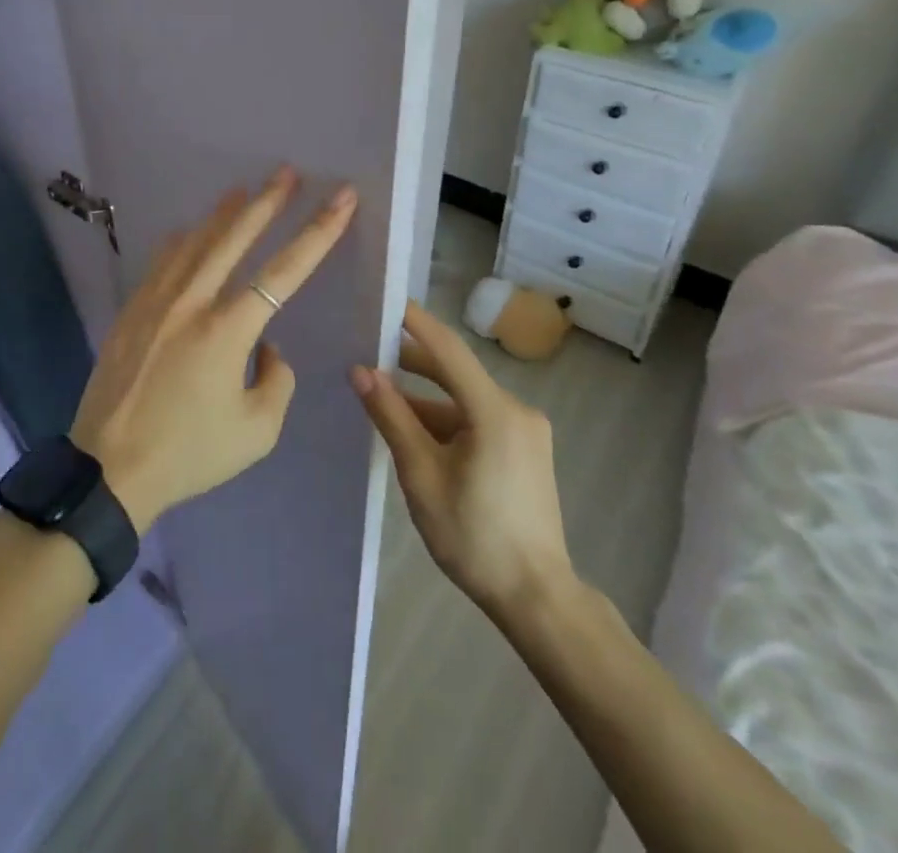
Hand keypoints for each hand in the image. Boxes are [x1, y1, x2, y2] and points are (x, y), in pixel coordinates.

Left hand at [71, 168, 357, 531]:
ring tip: (242, 190)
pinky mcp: (131, 310)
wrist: (110, 467)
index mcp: (227, 331)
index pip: (284, 271)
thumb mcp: (256, 431)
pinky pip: (162, 262)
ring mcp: (156, 302)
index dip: (318, 232)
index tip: (340, 199)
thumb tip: (266, 346)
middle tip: (287, 172)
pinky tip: (188, 232)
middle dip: (266, 202)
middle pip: (234, 238)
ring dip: (222, 214)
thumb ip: (275, 380)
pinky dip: (181, 242)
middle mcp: (192, 303)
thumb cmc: (189, 453)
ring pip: (195, 242)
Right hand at [351, 301, 575, 619]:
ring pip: (465, 399)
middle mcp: (516, 410)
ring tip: (382, 398)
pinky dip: (446, 419)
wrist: (537, 597)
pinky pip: (478, 418)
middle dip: (411, 363)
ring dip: (426, 398)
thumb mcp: (421, 474)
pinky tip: (415, 432)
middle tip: (368, 353)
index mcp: (494, 411)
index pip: (448, 349)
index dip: (415, 322)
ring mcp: (525, 431)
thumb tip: (360, 371)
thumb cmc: (473, 536)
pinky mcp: (525, 449)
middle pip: (456, 372)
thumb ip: (391, 416)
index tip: (385, 302)